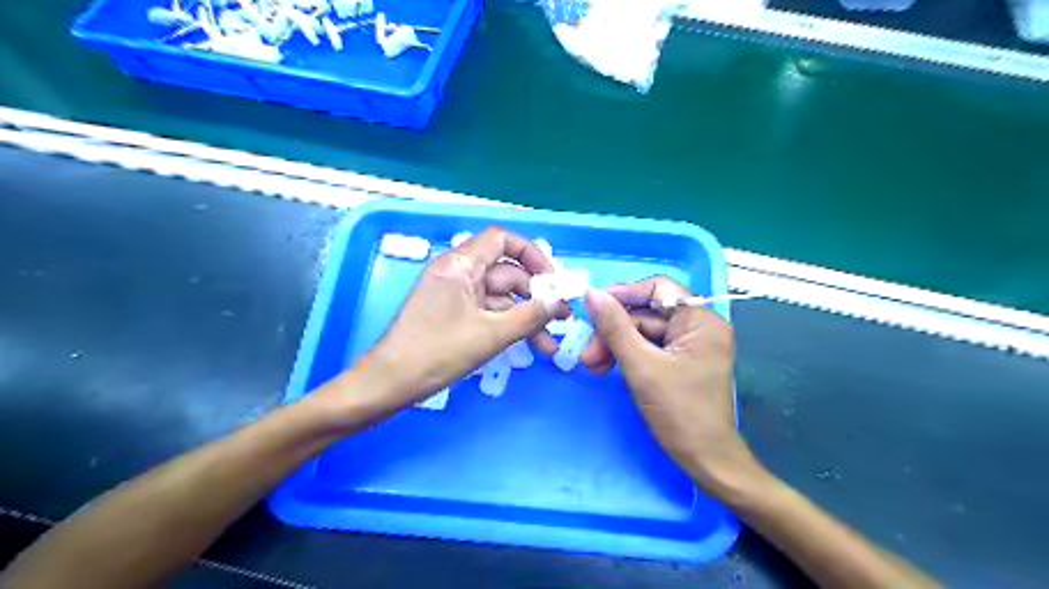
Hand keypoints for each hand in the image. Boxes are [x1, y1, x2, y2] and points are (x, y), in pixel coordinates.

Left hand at [369, 229, 564, 406]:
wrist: (389, 384)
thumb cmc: (437, 352)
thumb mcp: (490, 335)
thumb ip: (529, 316)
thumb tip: (558, 302)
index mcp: (460, 265)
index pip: (502, 240)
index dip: (531, 254)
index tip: (552, 280)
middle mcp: (459, 274)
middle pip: (507, 272)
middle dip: (536, 295)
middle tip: (562, 318)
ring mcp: (456, 296)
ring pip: (501, 298)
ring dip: (526, 317)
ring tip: (550, 344)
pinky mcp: (455, 316)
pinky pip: (489, 313)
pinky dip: (509, 327)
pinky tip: (530, 346)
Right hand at [582, 276, 762, 490]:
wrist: (705, 461)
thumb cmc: (680, 413)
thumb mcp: (642, 366)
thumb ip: (615, 327)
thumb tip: (592, 294)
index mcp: (701, 320)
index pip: (658, 288)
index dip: (623, 294)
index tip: (593, 305)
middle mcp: (699, 326)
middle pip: (646, 314)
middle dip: (613, 331)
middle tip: (586, 352)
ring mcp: (689, 345)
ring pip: (643, 332)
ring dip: (615, 346)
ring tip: (591, 366)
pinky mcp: (680, 361)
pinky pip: (648, 348)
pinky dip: (626, 356)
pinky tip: (605, 368)